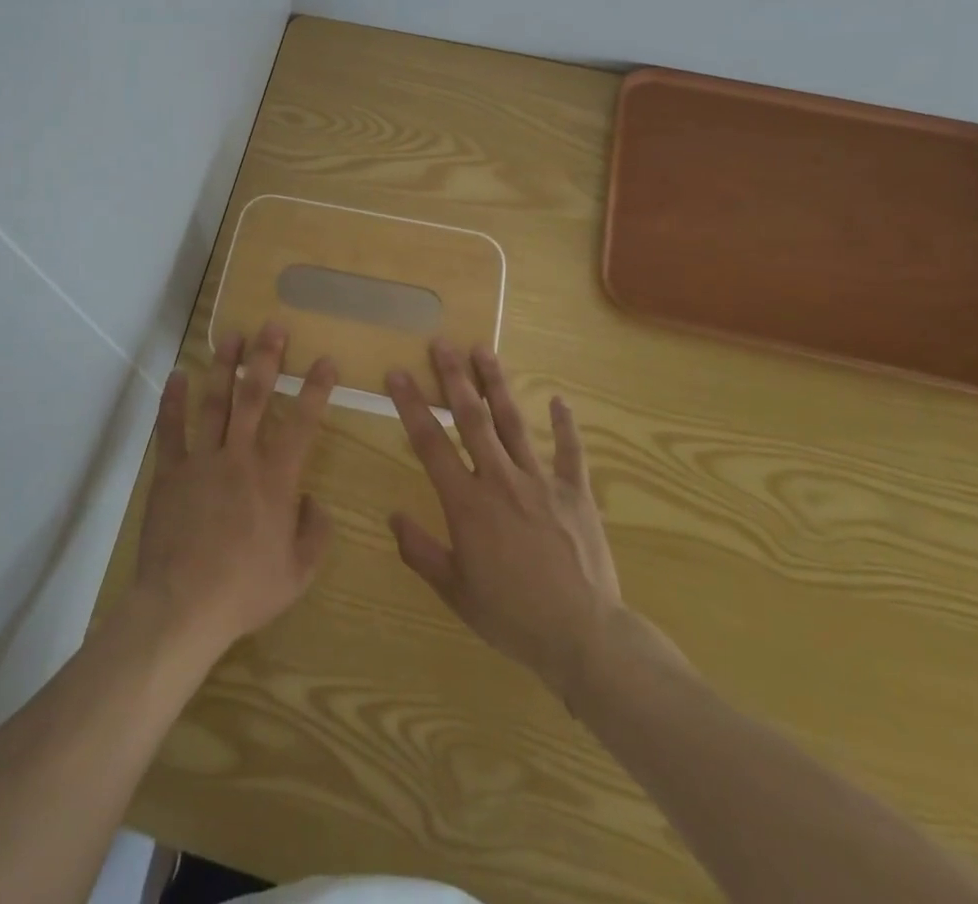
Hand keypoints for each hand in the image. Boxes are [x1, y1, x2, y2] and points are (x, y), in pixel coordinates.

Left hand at [131, 322, 335, 663]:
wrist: (183, 607)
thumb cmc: (246, 591)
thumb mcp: (299, 572)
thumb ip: (315, 532)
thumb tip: (314, 502)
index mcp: (275, 478)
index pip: (303, 423)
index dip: (316, 388)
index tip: (325, 360)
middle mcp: (240, 457)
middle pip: (255, 397)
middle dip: (266, 358)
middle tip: (273, 326)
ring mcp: (201, 461)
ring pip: (215, 402)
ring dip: (224, 365)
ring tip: (230, 335)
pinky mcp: (170, 473)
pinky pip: (170, 429)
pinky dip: (173, 401)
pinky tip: (177, 375)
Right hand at [388, 340, 637, 699]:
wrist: (583, 636)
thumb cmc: (512, 616)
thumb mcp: (456, 591)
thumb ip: (421, 551)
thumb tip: (393, 516)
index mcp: (467, 503)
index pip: (430, 443)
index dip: (411, 405)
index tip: (397, 374)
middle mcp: (500, 479)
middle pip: (472, 418)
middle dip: (454, 377)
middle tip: (442, 342)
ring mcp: (541, 481)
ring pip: (513, 422)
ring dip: (497, 384)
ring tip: (484, 349)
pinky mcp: (575, 492)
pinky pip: (570, 451)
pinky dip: (565, 424)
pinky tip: (560, 400)